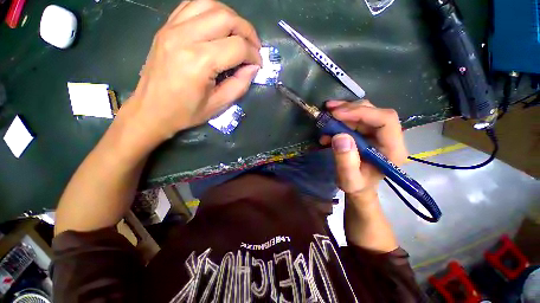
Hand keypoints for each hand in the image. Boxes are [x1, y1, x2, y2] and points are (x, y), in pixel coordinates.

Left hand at [127, 0, 261, 143]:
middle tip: (254, 47)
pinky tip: (218, 27)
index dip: (253, 55)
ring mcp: (172, 28)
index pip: (237, 47)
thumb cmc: (185, 112)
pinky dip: (211, 12)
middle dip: (247, 31)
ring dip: (231, 18)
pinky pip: (192, 6)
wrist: (151, 110)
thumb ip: (240, 85)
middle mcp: (184, 37)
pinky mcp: (166, 27)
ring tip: (239, 35)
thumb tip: (253, 67)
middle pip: (226, 18)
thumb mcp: (218, 105)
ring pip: (210, 4)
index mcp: (198, 63)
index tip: (258, 64)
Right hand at [320, 100, 407, 196]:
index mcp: (393, 149)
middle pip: (374, 112)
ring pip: (365, 111)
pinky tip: (329, 127)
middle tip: (329, 110)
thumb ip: (346, 161)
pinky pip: (357, 118)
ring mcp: (379, 133)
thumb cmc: (357, 185)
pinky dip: (341, 118)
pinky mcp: (369, 131)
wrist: (359, 186)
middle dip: (350, 109)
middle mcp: (390, 137)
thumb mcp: (349, 179)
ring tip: (327, 114)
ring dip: (344, 111)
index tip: (337, 114)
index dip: (362, 113)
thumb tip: (340, 136)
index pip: (386, 120)